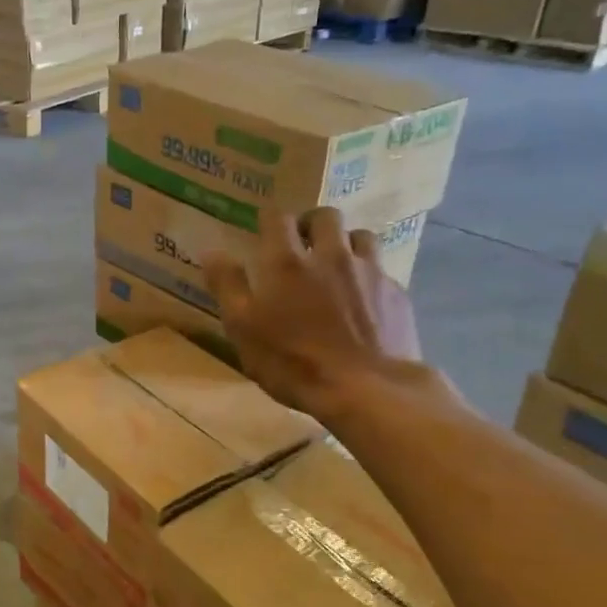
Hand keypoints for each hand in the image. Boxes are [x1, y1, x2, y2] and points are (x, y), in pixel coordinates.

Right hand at [203, 209, 434, 422]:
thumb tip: (211, 251)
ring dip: (344, 242)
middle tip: (301, 243)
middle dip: (310, 223)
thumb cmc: (293, 362)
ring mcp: (367, 272)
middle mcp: (329, 255)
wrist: (367, 390)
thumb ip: (227, 286)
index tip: (264, 228)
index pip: (277, 217)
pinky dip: (367, 274)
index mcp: (286, 262)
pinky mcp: (395, 293)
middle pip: (325, 216)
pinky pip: (380, 269)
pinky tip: (362, 298)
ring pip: (359, 236)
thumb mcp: (243, 329)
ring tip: (335, 264)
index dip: (269, 218)